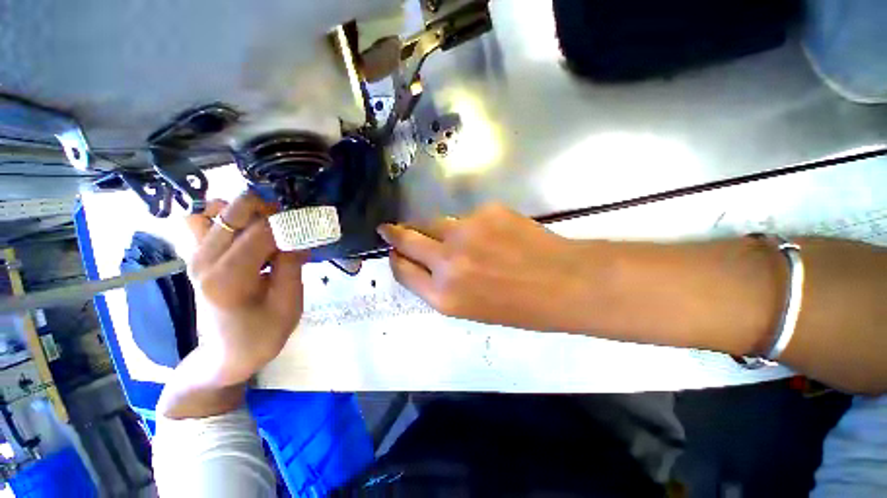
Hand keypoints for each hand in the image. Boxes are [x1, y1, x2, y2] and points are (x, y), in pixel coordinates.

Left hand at [185, 193, 307, 385]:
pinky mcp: (194, 258)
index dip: (290, 223)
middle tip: (288, 223)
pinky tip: (244, 233)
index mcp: (230, 278)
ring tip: (265, 226)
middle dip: (267, 208)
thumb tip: (298, 236)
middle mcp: (205, 261)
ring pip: (212, 211)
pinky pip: (201, 223)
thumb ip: (292, 265)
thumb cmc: (263, 334)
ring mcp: (195, 258)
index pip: (261, 231)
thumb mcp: (289, 304)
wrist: (226, 355)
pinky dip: (223, 218)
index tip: (309, 227)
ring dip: (243, 212)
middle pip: (234, 212)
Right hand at [378, 203, 608, 331]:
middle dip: (396, 234)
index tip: (394, 252)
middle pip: (407, 239)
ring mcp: (465, 232)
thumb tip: (426, 262)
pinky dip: (471, 225)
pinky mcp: (485, 212)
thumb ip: (442, 285)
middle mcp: (447, 262)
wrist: (564, 283)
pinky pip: (467, 217)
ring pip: (436, 223)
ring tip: (453, 237)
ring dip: (435, 229)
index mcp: (443, 295)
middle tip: (389, 229)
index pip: (403, 271)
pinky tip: (491, 235)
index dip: (396, 260)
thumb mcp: (471, 308)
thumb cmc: (519, 307)